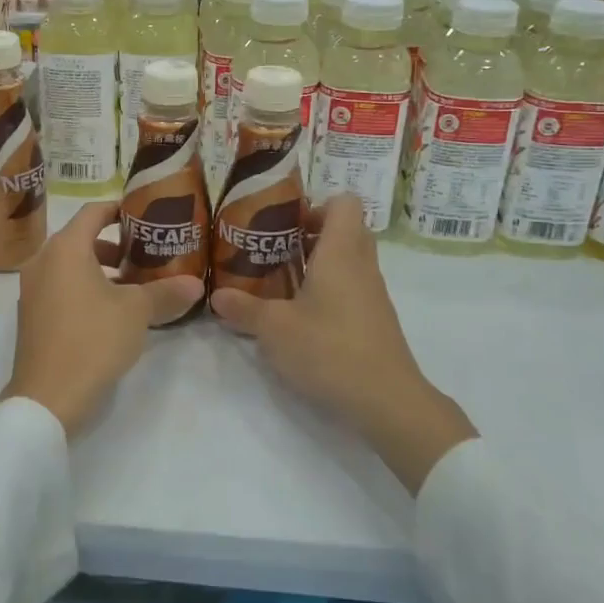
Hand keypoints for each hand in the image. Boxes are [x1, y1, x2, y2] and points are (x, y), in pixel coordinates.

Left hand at [0, 201, 203, 435]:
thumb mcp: (137, 312)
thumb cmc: (93, 339)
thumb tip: (196, 284)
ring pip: (70, 265)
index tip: (143, 215)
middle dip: (114, 243)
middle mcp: (43, 261)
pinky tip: (110, 310)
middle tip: (145, 252)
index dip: (119, 208)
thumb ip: (165, 292)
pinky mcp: (31, 315)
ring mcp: (32, 289)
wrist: (48, 396)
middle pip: (80, 238)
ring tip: (133, 283)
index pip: (93, 211)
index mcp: (65, 248)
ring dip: (100, 268)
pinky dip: (83, 287)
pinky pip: (60, 287)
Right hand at [210, 196, 476, 493]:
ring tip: (281, 282)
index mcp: (341, 252)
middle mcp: (362, 265)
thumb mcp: (274, 329)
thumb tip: (216, 296)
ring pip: (349, 260)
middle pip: (345, 229)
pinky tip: (301, 315)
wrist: (387, 400)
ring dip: (318, 263)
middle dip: (311, 233)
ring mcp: (373, 294)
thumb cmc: (329, 349)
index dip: (315, 204)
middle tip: (277, 250)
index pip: (344, 202)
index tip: (285, 223)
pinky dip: (329, 290)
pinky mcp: (375, 320)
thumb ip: (244, 308)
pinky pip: (352, 287)